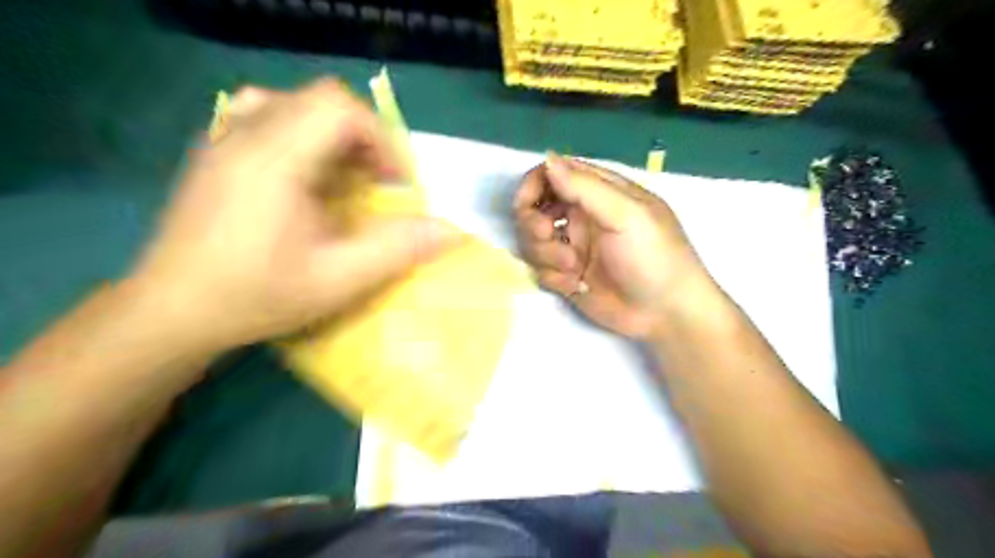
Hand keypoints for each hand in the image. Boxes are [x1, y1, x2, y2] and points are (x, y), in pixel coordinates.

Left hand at [127, 76, 457, 351]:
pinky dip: (302, 135)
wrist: (172, 310)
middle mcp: (244, 134)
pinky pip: (267, 116)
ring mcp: (223, 138)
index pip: (337, 107)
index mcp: (273, 159)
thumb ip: (399, 249)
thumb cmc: (257, 295)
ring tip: (343, 176)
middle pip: (320, 101)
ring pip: (294, 104)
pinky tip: (304, 175)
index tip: (394, 183)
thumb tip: (452, 231)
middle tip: (375, 184)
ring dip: (333, 135)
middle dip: (363, 138)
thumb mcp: (339, 279)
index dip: (380, 138)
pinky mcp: (215, 150)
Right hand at [513, 151, 715, 339]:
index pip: (553, 174)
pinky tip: (578, 286)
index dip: (533, 184)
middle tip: (546, 235)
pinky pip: (541, 271)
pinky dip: (554, 278)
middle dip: (532, 223)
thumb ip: (585, 187)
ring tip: (573, 268)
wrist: (665, 313)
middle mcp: (581, 217)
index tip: (525, 203)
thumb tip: (548, 158)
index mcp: (598, 193)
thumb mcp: (625, 215)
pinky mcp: (567, 276)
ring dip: (545, 254)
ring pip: (533, 242)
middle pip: (534, 208)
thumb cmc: (654, 256)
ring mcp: (573, 248)